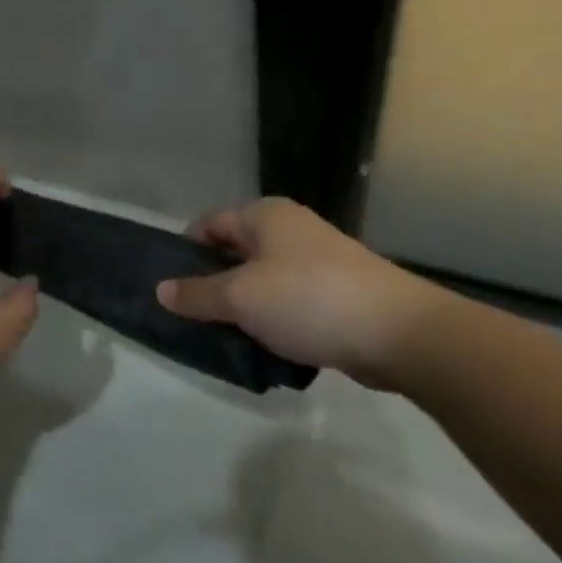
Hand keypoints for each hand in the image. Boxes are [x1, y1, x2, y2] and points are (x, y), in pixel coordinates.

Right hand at [156, 197, 457, 389]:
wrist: (401, 334)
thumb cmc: (308, 300)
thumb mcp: (240, 297)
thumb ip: (196, 294)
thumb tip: (160, 290)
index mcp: (264, 215)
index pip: (208, 225)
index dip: (185, 253)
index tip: (171, 288)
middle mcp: (290, 230)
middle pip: (234, 253)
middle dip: (212, 284)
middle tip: (192, 317)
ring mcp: (317, 261)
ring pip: (262, 282)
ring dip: (243, 308)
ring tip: (224, 337)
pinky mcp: (337, 293)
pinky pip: (289, 302)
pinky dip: (273, 321)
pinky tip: (264, 347)